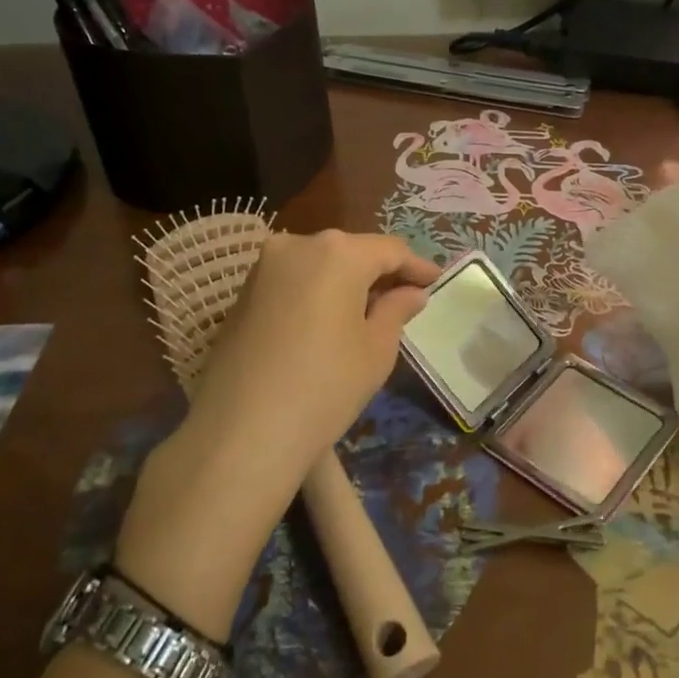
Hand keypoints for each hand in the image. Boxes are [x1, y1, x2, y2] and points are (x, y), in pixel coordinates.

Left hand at [117, 231, 437, 638]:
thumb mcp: (376, 349)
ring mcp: (264, 267)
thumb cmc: (325, 386)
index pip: (389, 249)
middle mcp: (297, 245)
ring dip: (347, 280)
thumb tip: (411, 293)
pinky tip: (329, 319)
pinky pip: (293, 280)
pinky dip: (317, 291)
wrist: (242, 432)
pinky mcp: (243, 293)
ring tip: (369, 310)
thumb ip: (396, 310)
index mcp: (338, 252)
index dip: (417, 266)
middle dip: (380, 271)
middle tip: (405, 297)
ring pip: (319, 263)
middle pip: (351, 250)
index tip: (436, 282)